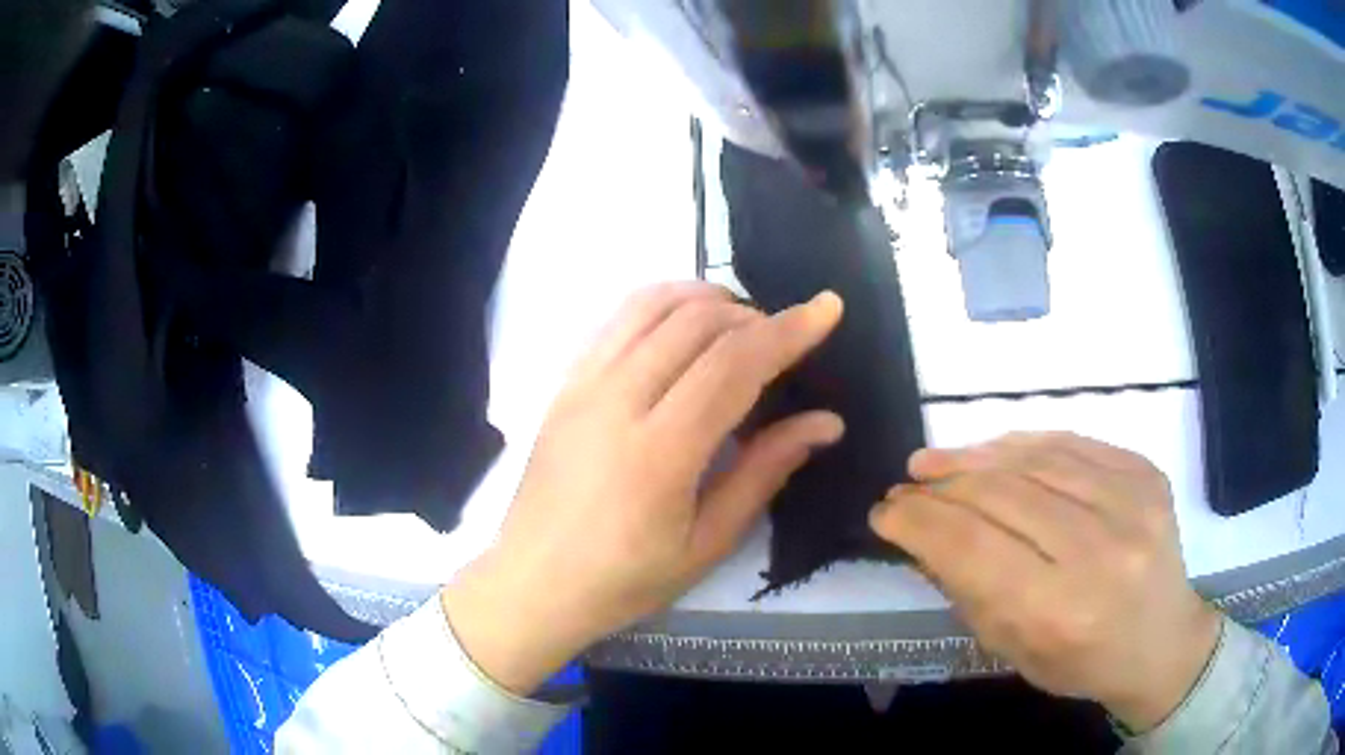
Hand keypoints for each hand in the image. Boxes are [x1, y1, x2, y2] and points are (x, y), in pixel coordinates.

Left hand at [442, 282, 844, 693]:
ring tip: (739, 322)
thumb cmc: (624, 580)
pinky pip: (616, 319)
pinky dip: (661, 304)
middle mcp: (616, 401)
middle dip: (754, 316)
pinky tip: (683, 326)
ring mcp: (582, 385)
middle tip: (783, 341)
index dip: (788, 331)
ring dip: (707, 298)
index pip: (733, 364)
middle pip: (697, 322)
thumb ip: (764, 471)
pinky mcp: (563, 383)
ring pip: (652, 305)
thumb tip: (826, 422)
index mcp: (658, 453)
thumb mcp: (707, 543)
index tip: (828, 307)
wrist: (533, 582)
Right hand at [869, 432, 1220, 732]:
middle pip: (1003, 496)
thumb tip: (924, 534)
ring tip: (937, 460)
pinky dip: (1024, 444)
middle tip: (907, 483)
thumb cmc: (1082, 662)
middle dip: (942, 486)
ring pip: (1036, 460)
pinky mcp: (1145, 472)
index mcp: (1061, 611)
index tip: (885, 511)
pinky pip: (1073, 444)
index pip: (974, 548)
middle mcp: (1100, 550)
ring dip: (976, 457)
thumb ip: (969, 590)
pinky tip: (993, 450)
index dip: (921, 522)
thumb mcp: (1014, 649)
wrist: (1161, 640)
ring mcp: (1130, 502)